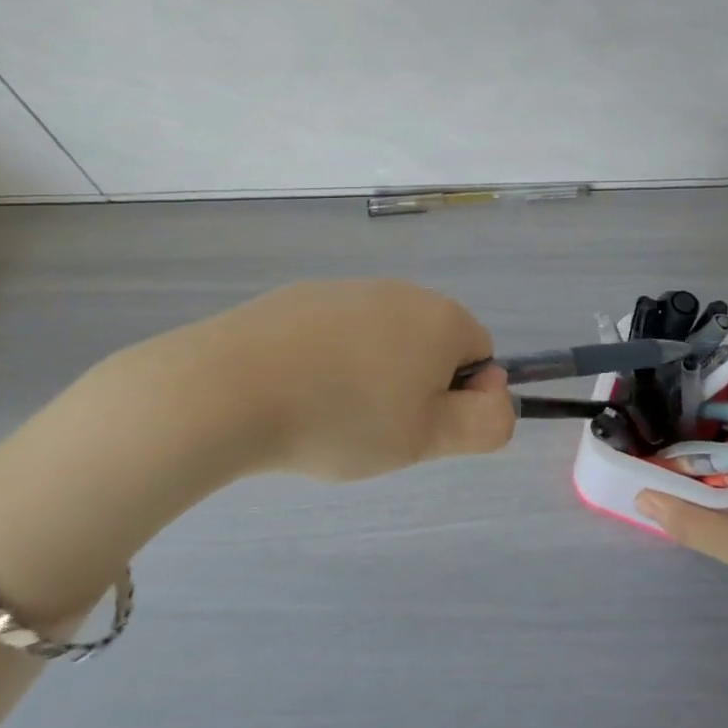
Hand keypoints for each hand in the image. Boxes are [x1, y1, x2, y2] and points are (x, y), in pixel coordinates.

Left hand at [200, 279, 516, 481]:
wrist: (232, 386)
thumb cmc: (344, 416)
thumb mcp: (428, 438)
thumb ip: (485, 424)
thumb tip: (496, 399)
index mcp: (440, 317)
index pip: (481, 354)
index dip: (463, 397)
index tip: (423, 427)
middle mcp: (400, 291)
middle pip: (430, 344)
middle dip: (417, 386)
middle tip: (379, 428)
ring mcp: (346, 289)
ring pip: (382, 340)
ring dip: (372, 376)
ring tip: (332, 415)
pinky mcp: (299, 298)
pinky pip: (336, 335)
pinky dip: (330, 362)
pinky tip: (297, 393)